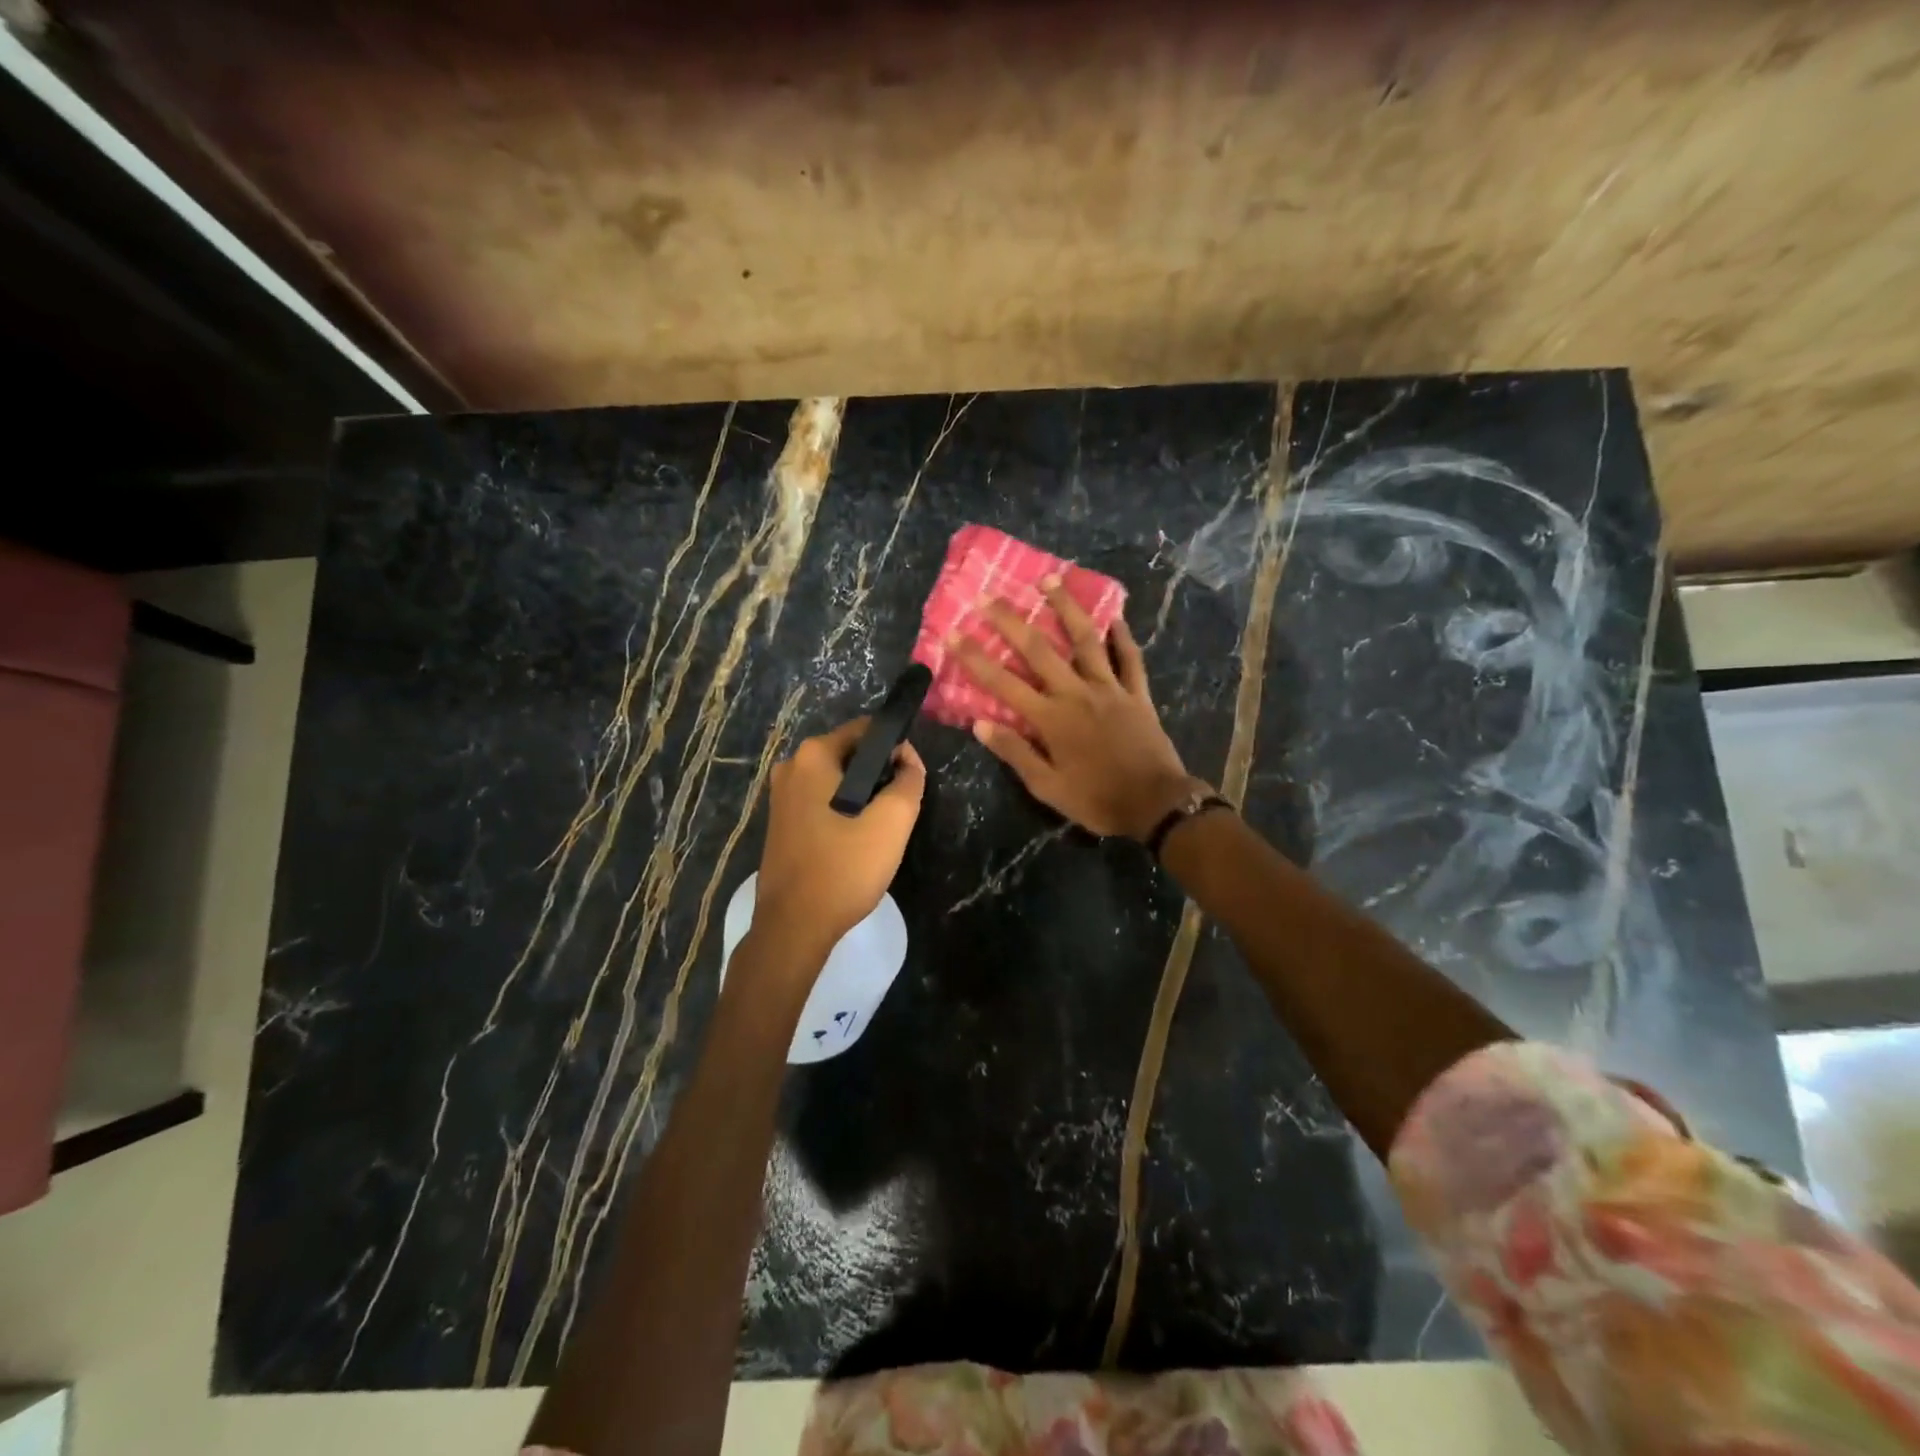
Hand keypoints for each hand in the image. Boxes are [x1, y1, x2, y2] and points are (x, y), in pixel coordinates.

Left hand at [754, 717, 925, 959]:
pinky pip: (821, 802)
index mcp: (813, 756)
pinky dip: (843, 812)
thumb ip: (909, 781)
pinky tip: (856, 842)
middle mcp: (790, 767)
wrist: (794, 926)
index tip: (912, 777)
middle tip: (900, 808)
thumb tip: (908, 759)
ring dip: (862, 796)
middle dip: (879, 774)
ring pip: (836, 782)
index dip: (896, 747)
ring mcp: (781, 797)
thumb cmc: (844, 868)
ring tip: (881, 829)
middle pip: (850, 755)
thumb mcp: (892, 823)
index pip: (866, 730)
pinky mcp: (781, 824)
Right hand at [954, 579, 1199, 839]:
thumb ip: (1015, 753)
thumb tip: (980, 724)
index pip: (1003, 683)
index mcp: (1051, 719)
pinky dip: (1121, 636)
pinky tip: (1114, 615)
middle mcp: (1076, 693)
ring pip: (1085, 640)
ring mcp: (1110, 689)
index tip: (953, 634)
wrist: (1156, 805)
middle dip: (1010, 621)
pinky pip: (1129, 658)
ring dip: (1066, 607)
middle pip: (1039, 650)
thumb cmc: (1097, 800)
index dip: (975, 658)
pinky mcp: (1137, 693)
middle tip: (988, 596)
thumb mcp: (1047, 787)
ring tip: (1050, 579)